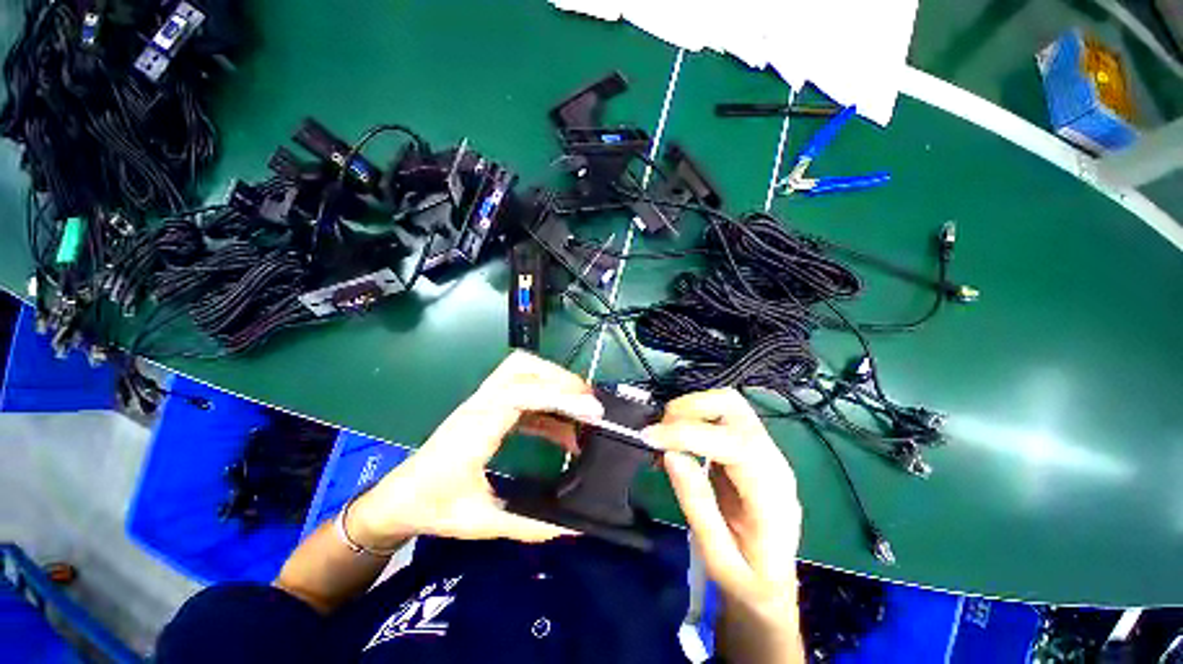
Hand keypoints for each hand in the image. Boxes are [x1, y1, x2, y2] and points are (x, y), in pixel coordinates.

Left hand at [348, 351, 602, 547]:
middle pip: (522, 367)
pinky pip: (522, 392)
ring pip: (522, 371)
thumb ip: (528, 525)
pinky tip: (564, 431)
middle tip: (588, 403)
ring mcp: (482, 401)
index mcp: (476, 427)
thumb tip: (570, 529)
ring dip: (554, 383)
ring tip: (581, 410)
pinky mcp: (487, 407)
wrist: (397, 498)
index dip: (560, 396)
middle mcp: (479, 404)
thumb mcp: (481, 522)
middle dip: (560, 378)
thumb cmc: (433, 508)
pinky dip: (547, 404)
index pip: (522, 394)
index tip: (592, 411)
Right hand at [645, 388, 800, 611]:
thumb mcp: (717, 557)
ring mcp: (763, 449)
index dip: (688, 433)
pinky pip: (721, 416)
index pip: (733, 443)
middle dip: (689, 409)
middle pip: (733, 407)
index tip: (650, 437)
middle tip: (658, 433)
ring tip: (665, 435)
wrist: (773, 588)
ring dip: (690, 409)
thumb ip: (697, 503)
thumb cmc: (748, 582)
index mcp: (772, 493)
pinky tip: (677, 440)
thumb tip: (670, 454)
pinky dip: (694, 417)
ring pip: (727, 404)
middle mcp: (773, 460)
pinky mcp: (749, 447)